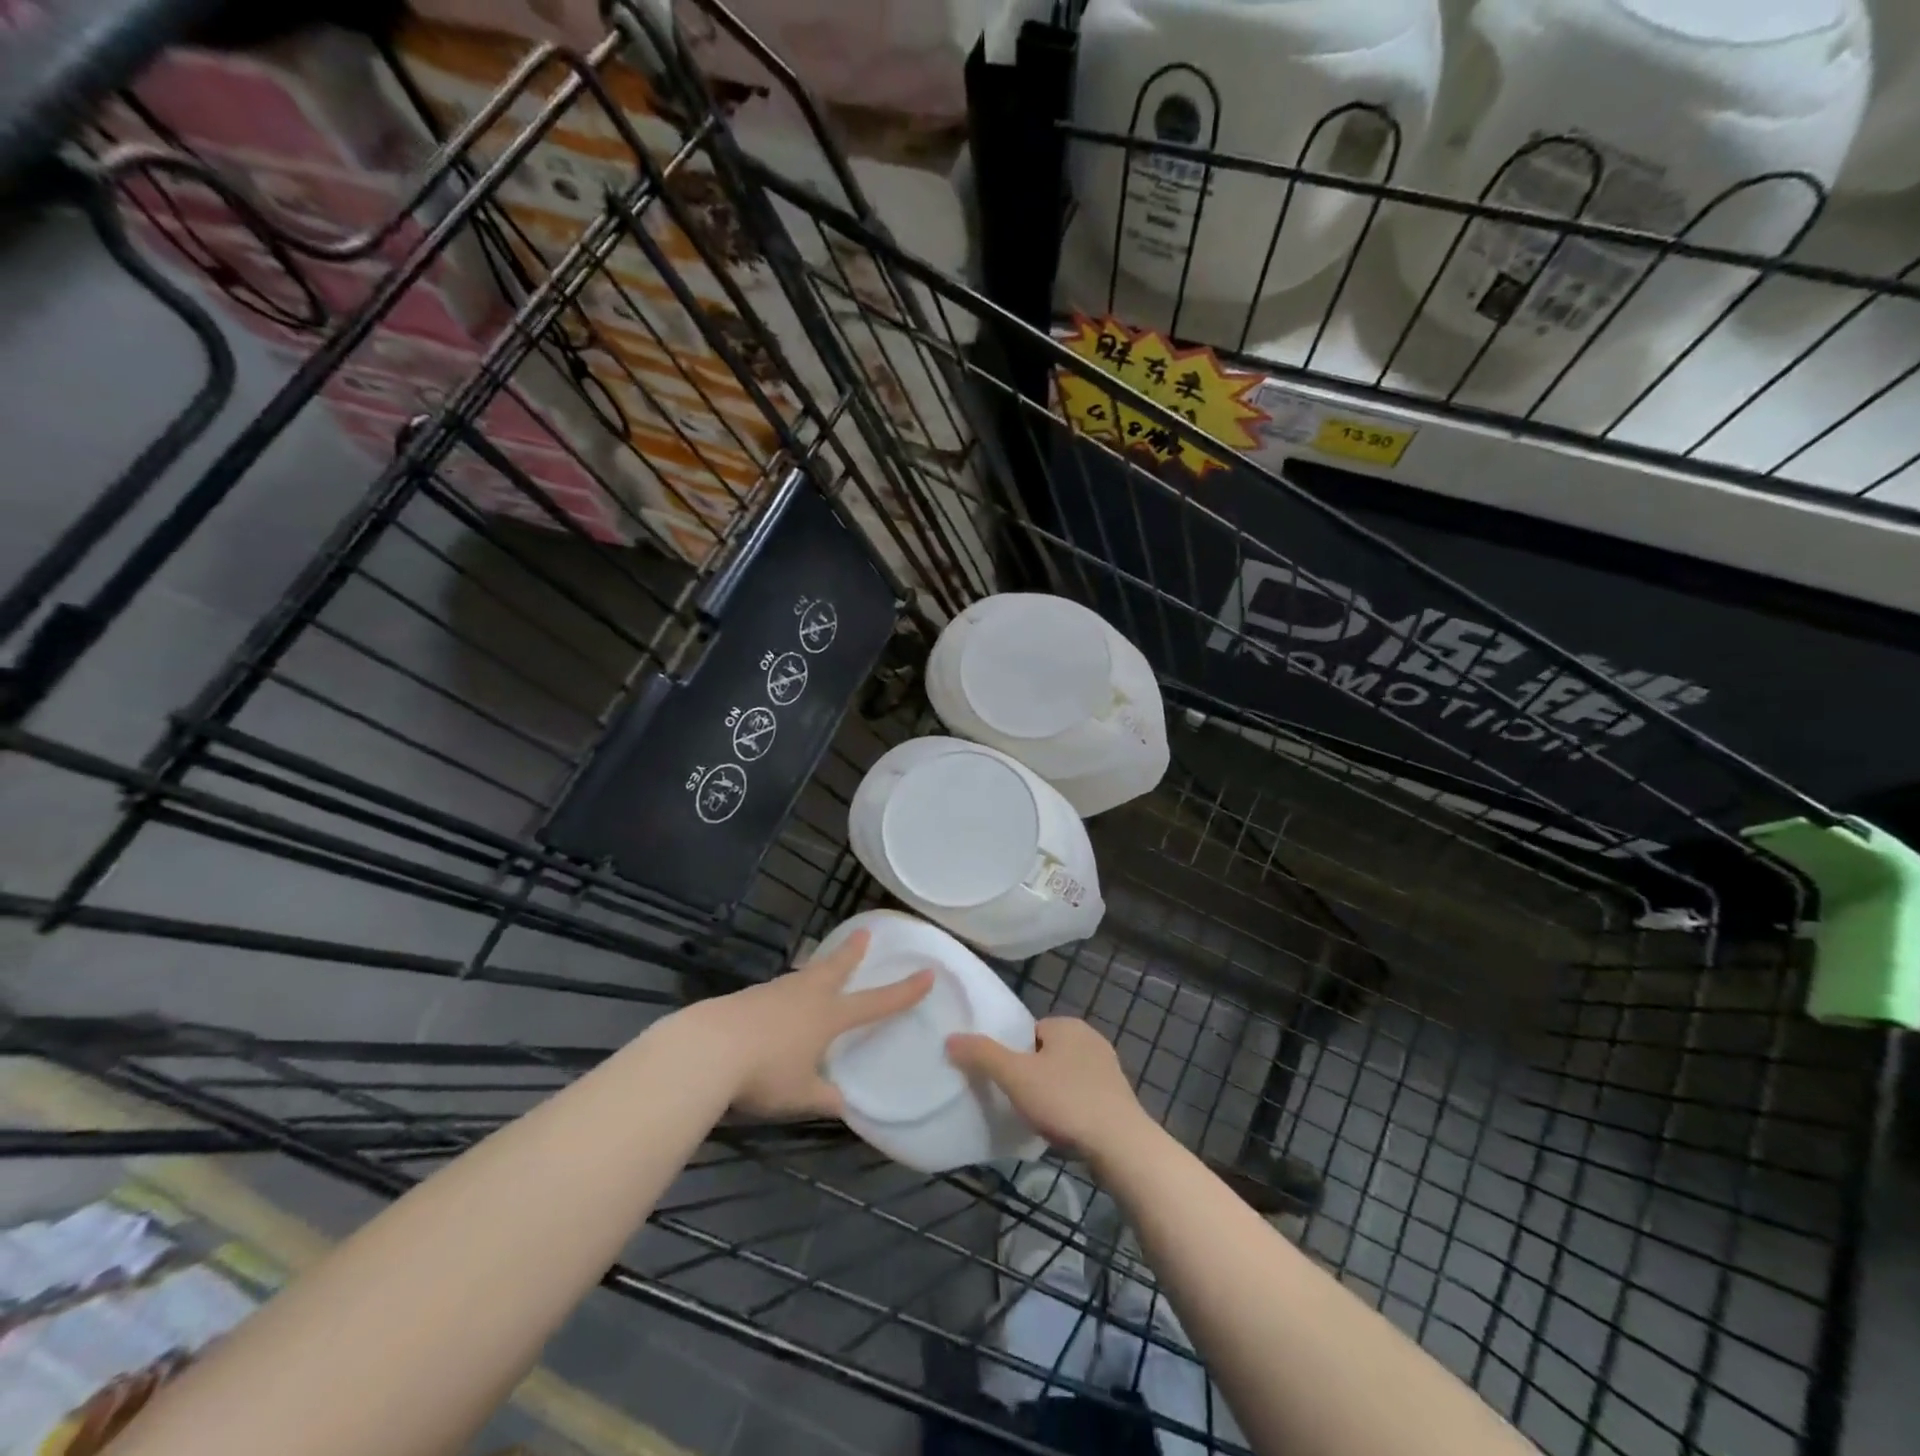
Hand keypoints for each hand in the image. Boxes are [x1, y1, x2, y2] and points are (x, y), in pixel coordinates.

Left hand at [690, 930, 933, 1119]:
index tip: (927, 974)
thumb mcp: (800, 1096)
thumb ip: (825, 1099)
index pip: (875, 1003)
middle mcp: (806, 996)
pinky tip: (779, 1004)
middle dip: (853, 952)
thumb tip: (846, 1107)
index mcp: (828, 1016)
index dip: (903, 991)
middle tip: (864, 932)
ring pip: (805, 975)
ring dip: (818, 969)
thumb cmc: (764, 1073)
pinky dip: (789, 991)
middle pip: (836, 968)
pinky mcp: (748, 997)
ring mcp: (774, 992)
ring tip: (821, 969)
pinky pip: (779, 989)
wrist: (706, 1049)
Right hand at [946, 1017, 1149, 1158]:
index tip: (1005, 1081)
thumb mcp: (1016, 1076)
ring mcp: (1108, 1068)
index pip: (1028, 1031)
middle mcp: (1090, 1038)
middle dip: (1032, 1075)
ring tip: (1038, 1119)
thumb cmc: (1065, 1101)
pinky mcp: (1117, 1097)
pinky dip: (1070, 1109)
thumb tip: (951, 1038)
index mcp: (1067, 1024)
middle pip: (1046, 1053)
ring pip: (1065, 1076)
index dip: (1013, 1055)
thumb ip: (982, 1055)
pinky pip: (1082, 1096)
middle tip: (1017, 1102)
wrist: (1120, 1144)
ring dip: (1052, 1094)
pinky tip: (1062, 1129)